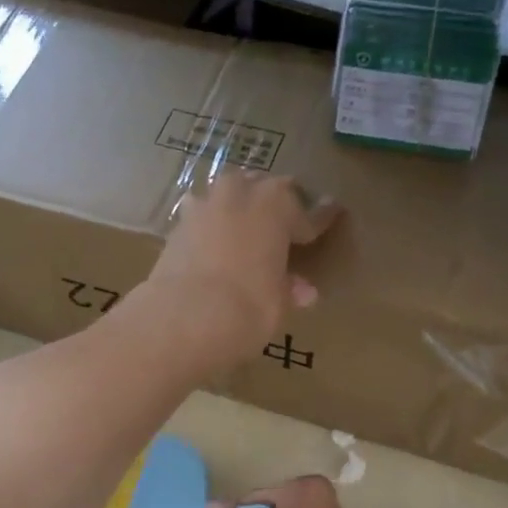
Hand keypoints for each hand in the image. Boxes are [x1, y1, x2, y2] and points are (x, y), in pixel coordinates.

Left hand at [139, 171, 338, 375]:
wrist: (183, 318)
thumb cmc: (247, 307)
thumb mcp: (278, 303)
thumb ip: (289, 290)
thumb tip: (302, 291)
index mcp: (278, 205)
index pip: (309, 213)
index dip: (321, 219)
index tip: (333, 214)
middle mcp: (241, 193)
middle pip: (264, 189)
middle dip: (275, 204)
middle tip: (283, 224)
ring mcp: (204, 205)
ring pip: (229, 195)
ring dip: (238, 207)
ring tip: (244, 227)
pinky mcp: (175, 225)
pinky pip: (201, 217)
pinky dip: (210, 228)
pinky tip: (212, 243)